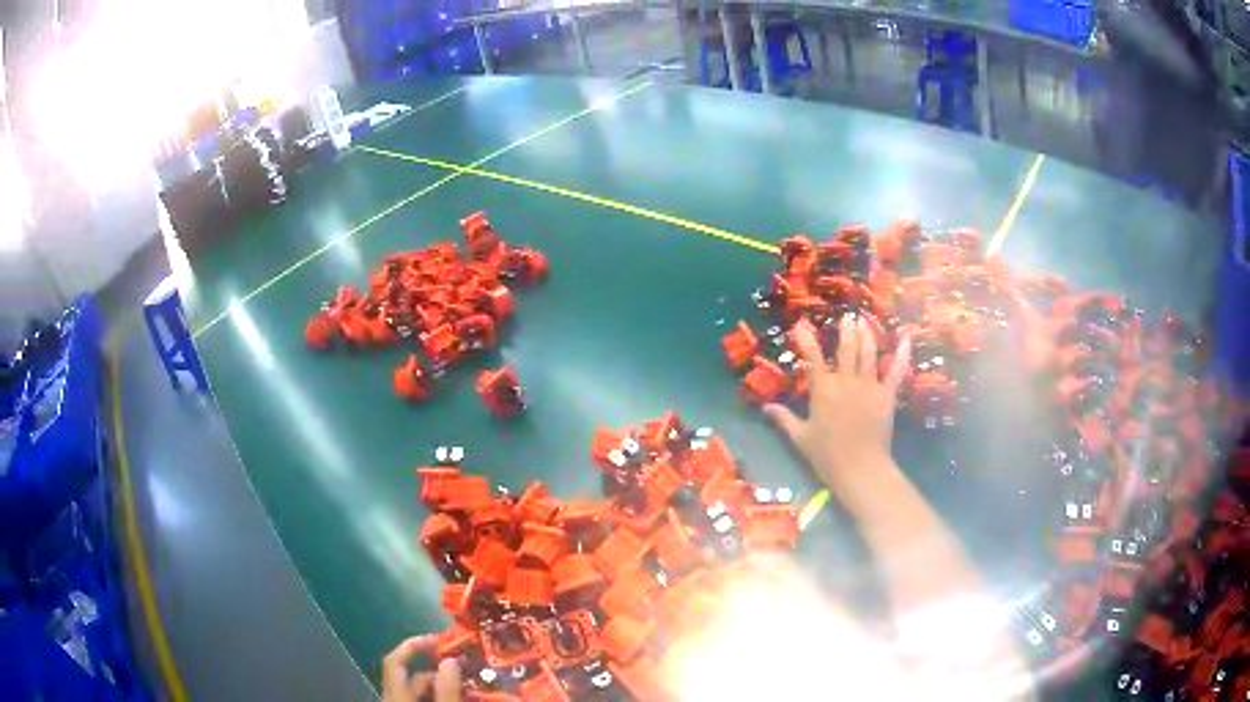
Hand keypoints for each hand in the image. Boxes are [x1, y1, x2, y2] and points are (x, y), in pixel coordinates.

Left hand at [382, 636, 461, 701]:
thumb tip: (451, 660)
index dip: (413, 645)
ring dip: (442, 685)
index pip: (395, 660)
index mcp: (395, 693)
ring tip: (468, 689)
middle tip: (466, 673)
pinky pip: (420, 698)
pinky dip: (437, 695)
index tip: (438, 639)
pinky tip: (457, 697)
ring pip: (418, 689)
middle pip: (412, 676)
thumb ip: (447, 688)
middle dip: (439, 672)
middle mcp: (392, 696)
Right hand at [764, 314, 910, 506]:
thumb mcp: (800, 437)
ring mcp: (869, 385)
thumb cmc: (827, 455)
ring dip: (866, 335)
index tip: (802, 325)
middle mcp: (846, 380)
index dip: (807, 340)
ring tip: (864, 322)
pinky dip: (901, 355)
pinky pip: (895, 371)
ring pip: (868, 353)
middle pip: (846, 348)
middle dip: (846, 330)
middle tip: (847, 317)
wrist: (859, 468)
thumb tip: (766, 407)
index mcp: (823, 389)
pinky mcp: (887, 395)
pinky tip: (905, 339)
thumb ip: (784, 419)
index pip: (813, 358)